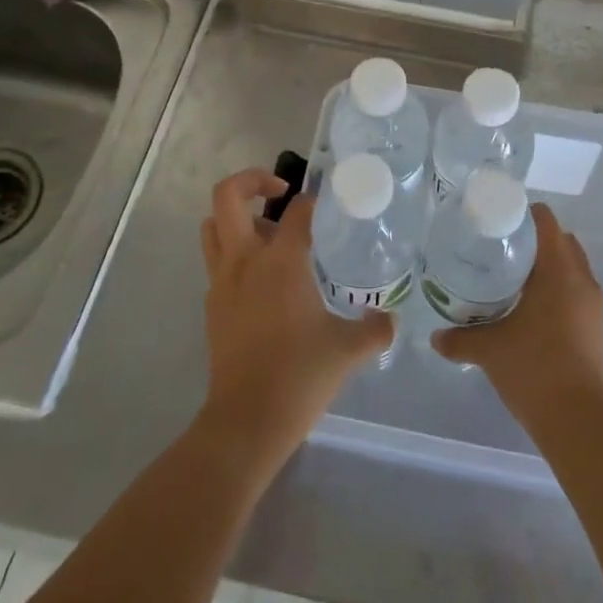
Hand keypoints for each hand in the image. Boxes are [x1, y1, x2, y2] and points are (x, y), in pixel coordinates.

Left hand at [197, 169, 392, 471]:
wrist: (246, 421)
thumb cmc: (300, 375)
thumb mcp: (349, 349)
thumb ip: (376, 328)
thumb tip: (391, 319)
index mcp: (281, 261)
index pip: (296, 210)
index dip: (312, 200)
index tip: (328, 205)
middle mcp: (245, 260)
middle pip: (228, 196)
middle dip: (251, 180)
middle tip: (279, 192)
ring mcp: (222, 283)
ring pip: (213, 227)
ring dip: (236, 218)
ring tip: (268, 235)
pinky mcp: (212, 307)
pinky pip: (216, 263)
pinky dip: (234, 256)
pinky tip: (263, 283)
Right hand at [431, 204, 602, 436]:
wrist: (579, 423)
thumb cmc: (535, 369)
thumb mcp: (489, 350)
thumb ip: (459, 338)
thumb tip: (434, 336)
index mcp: (559, 272)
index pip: (547, 222)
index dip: (524, 214)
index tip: (498, 222)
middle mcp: (582, 280)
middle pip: (561, 241)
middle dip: (534, 240)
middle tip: (500, 249)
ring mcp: (593, 306)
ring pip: (571, 268)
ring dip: (547, 266)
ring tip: (511, 278)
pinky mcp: (596, 328)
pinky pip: (576, 292)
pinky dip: (556, 289)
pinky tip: (529, 309)